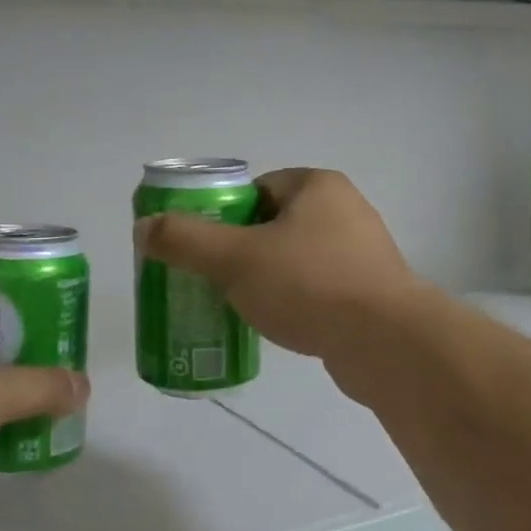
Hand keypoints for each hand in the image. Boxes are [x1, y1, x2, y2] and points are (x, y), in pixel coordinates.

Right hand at [134, 168, 421, 365]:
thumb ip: (185, 240)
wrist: (386, 344)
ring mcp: (362, 254)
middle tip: (212, 279)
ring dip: (265, 279)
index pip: (256, 189)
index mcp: (317, 186)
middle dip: (240, 251)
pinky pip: (317, 290)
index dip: (223, 214)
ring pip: (294, 260)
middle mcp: (345, 211)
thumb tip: (144, 228)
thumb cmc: (309, 285)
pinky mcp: (369, 294)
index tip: (202, 246)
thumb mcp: (235, 258)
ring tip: (236, 306)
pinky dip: (293, 303)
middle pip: (272, 225)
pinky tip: (275, 325)